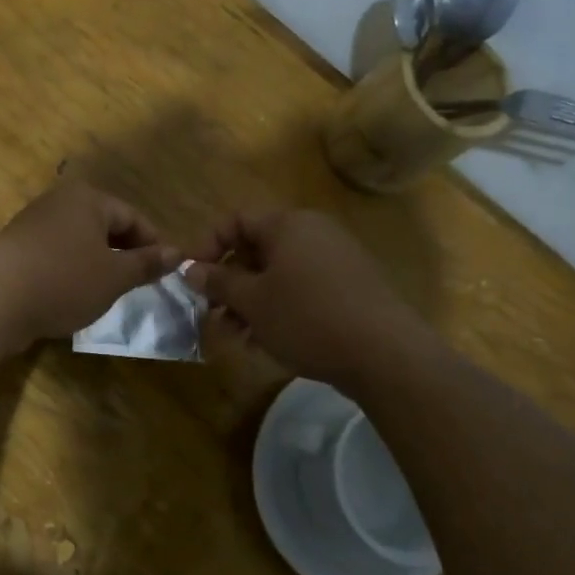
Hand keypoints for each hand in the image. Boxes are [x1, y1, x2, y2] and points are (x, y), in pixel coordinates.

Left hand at [0, 182, 179, 347]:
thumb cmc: (64, 280)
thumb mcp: (115, 276)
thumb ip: (147, 263)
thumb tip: (178, 253)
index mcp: (88, 198)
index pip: (133, 217)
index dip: (154, 245)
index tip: (167, 273)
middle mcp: (59, 202)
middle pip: (105, 227)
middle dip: (125, 255)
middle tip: (139, 286)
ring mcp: (34, 225)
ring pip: (80, 243)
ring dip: (98, 266)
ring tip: (108, 294)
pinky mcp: (16, 250)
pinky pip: (56, 256)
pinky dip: (71, 273)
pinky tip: (74, 297)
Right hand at [185, 209, 419, 387]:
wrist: (384, 353)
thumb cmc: (307, 317)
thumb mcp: (253, 302)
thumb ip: (219, 282)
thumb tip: (191, 269)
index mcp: (288, 224)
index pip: (236, 221)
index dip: (208, 247)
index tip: (192, 279)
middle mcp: (313, 232)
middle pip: (257, 250)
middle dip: (229, 283)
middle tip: (212, 315)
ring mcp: (336, 259)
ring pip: (279, 274)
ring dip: (251, 302)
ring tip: (236, 337)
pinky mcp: (350, 287)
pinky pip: (303, 289)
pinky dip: (280, 309)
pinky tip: (267, 342)